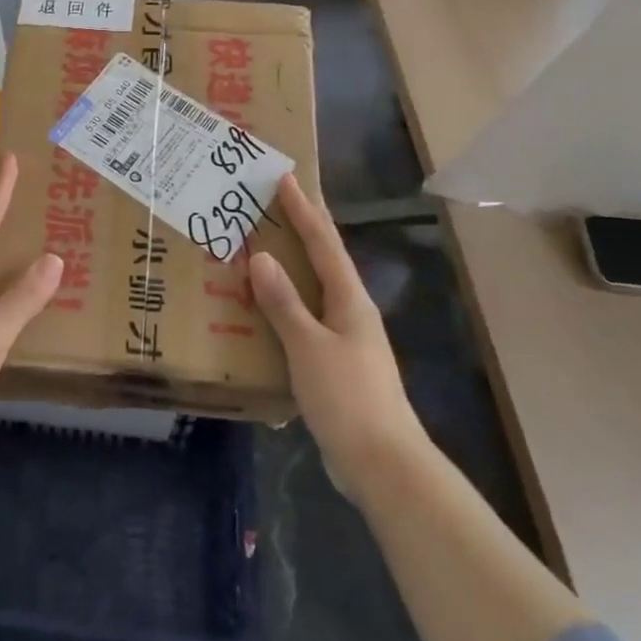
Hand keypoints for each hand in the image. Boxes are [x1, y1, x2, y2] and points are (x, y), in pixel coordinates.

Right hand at [251, 176, 426, 498]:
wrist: (382, 462)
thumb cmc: (347, 396)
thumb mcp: (309, 346)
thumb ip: (284, 302)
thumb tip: (260, 256)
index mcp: (349, 299)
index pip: (324, 242)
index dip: (304, 209)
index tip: (285, 178)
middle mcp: (350, 311)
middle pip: (322, 260)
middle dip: (299, 230)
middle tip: (268, 206)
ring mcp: (345, 339)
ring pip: (313, 290)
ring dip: (288, 267)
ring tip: (258, 250)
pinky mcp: (335, 364)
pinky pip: (305, 320)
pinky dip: (284, 305)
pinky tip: (262, 312)